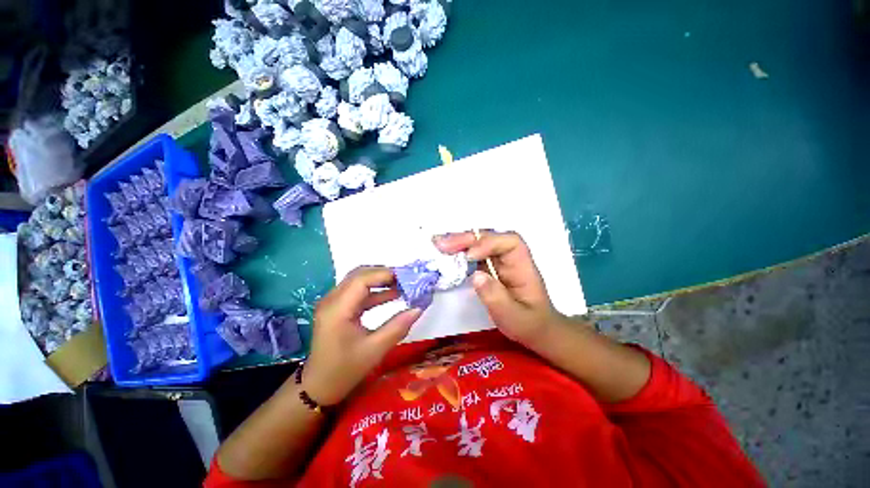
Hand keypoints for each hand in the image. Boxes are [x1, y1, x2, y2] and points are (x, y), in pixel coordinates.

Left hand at [302, 267, 421, 405]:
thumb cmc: (345, 370)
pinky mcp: (337, 308)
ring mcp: (333, 303)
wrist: (319, 387)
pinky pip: (358, 292)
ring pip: (359, 281)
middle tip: (406, 279)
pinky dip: (375, 291)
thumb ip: (397, 326)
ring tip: (403, 284)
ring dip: (380, 280)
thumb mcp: (375, 350)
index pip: (362, 279)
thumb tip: (418, 308)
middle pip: (359, 275)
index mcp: (337, 309)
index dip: (385, 274)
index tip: (407, 277)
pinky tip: (393, 295)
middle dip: (384, 274)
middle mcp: (332, 300)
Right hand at [434, 231, 563, 348]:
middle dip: (466, 239)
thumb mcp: (515, 317)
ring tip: (438, 244)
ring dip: (458, 242)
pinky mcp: (489, 267)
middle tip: (442, 244)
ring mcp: (498, 261)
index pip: (509, 243)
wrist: (536, 330)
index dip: (488, 244)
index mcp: (523, 266)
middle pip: (490, 238)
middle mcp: (510, 258)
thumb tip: (475, 275)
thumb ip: (497, 297)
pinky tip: (445, 254)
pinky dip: (458, 253)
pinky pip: (473, 255)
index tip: (469, 256)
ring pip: (479, 243)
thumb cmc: (530, 324)